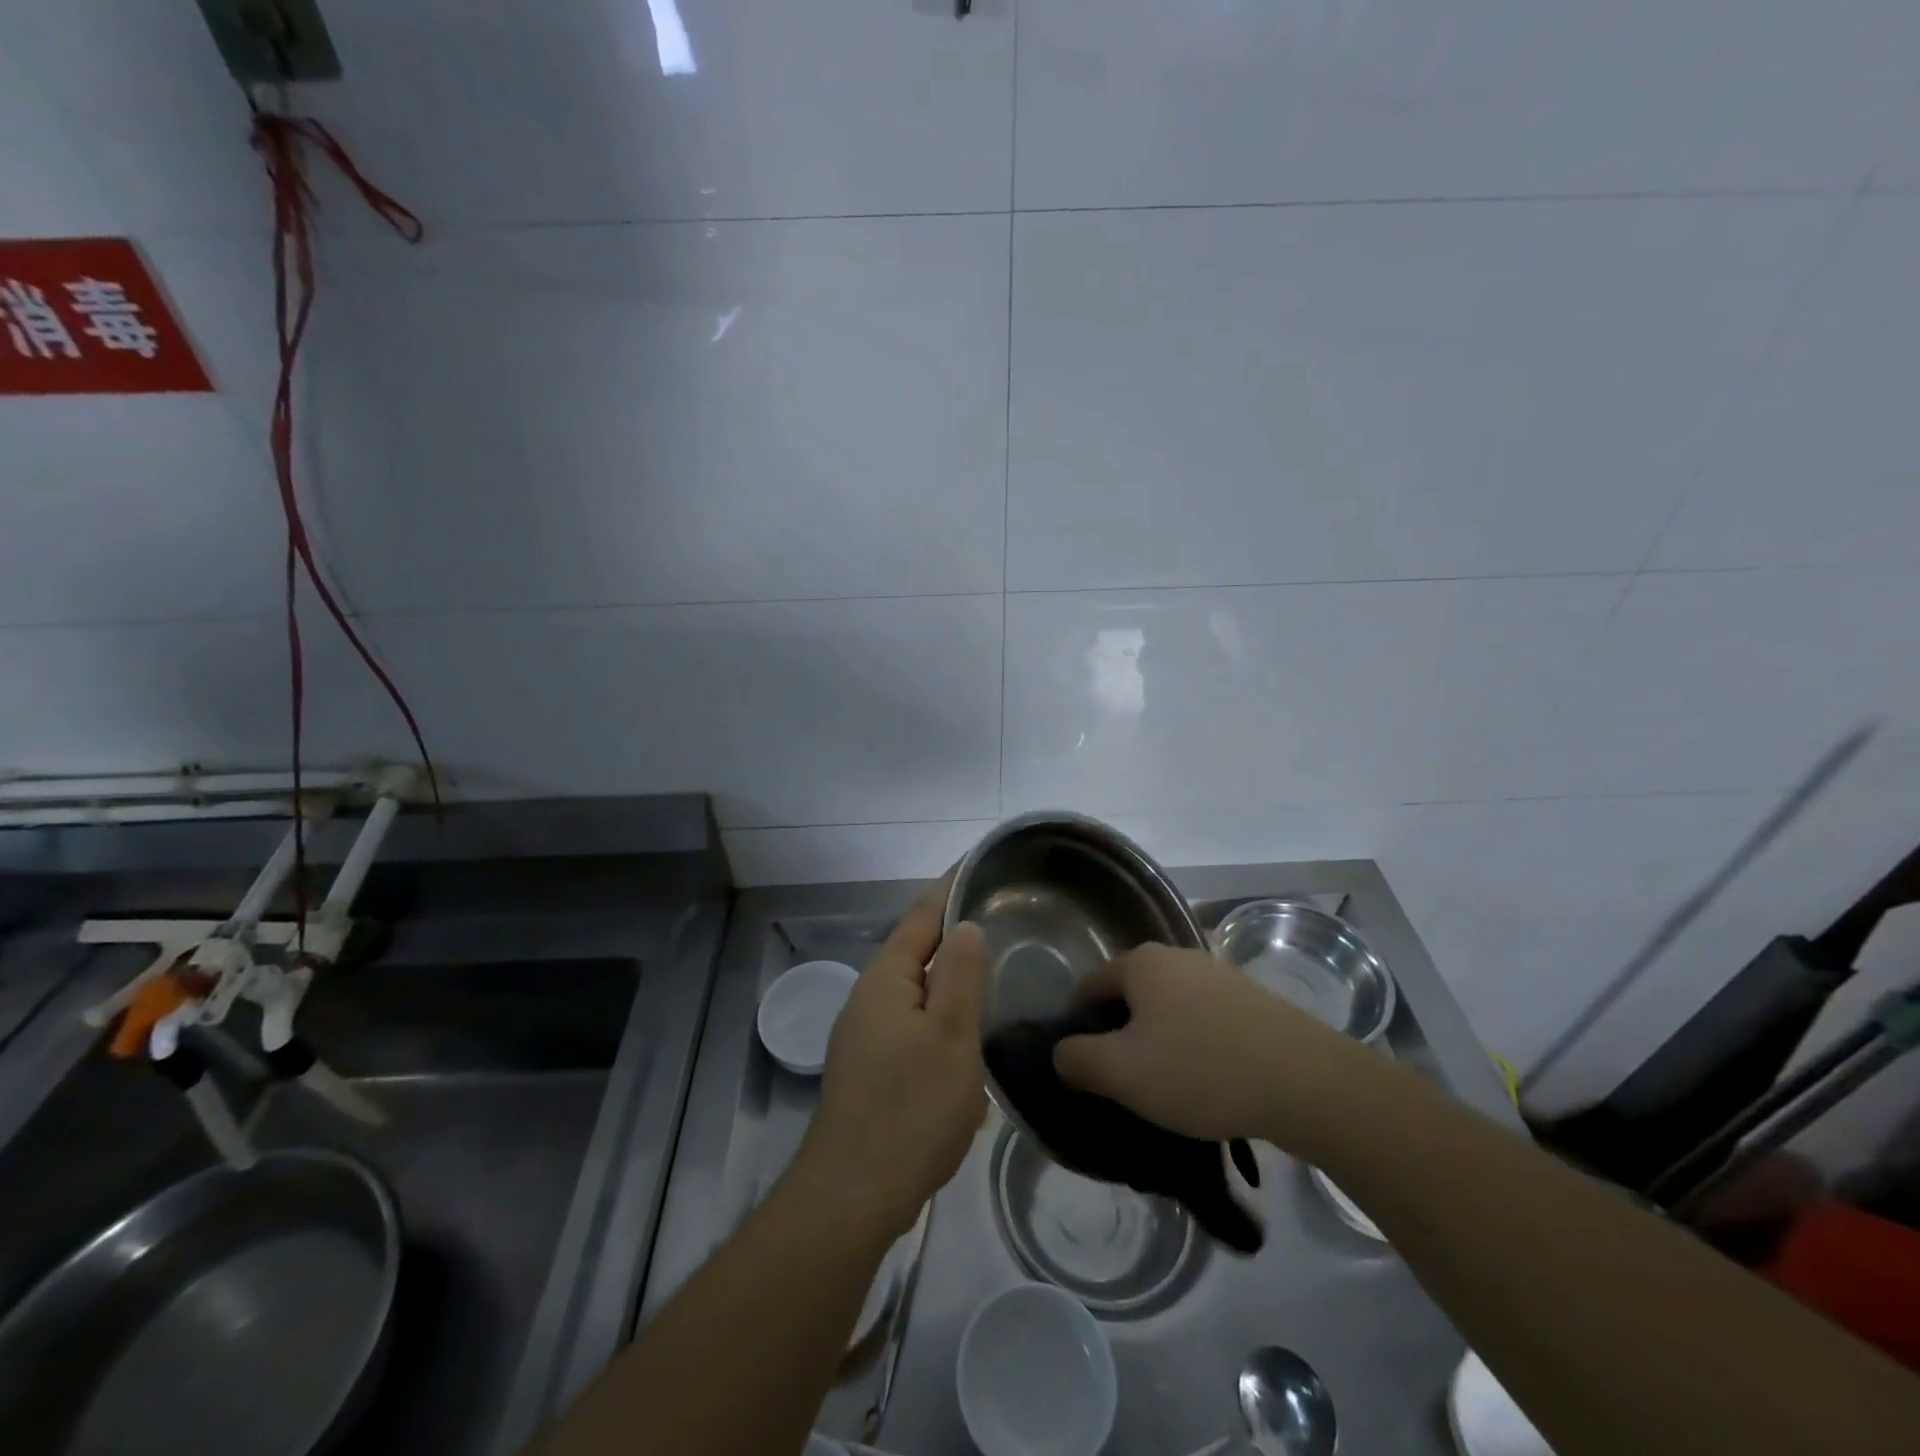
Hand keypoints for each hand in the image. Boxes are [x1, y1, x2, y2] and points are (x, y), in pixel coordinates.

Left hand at [792, 876, 989, 1239]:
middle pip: (917, 951)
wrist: (854, 1195)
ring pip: (918, 992)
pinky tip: (971, 1035)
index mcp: (886, 980)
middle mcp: (870, 999)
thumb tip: (965, 925)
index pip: (922, 917)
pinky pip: (915, 1025)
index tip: (980, 866)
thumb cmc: (910, 1108)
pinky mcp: (873, 1069)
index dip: (950, 889)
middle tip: (1005, 920)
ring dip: (952, 979)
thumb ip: (960, 974)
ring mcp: (867, 1036)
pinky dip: (945, 1017)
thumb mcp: (950, 1035)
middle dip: (955, 933)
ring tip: (996, 971)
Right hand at [1051, 943, 1367, 1151]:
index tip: (1089, 1069)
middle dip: (1123, 1035)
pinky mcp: (1253, 998)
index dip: (1079, 1026)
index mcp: (1141, 962)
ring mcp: (1219, 973)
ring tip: (1171, 1088)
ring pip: (1170, 1008)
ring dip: (1161, 1041)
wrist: (1306, 1081)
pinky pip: (1206, 1019)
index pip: (1089, 986)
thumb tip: (1062, 1053)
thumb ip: (1077, 1060)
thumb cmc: (1200, 1069)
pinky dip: (1197, 1045)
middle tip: (1128, 1083)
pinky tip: (1210, 1080)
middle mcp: (1177, 955)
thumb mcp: (1122, 1073)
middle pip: (1131, 995)